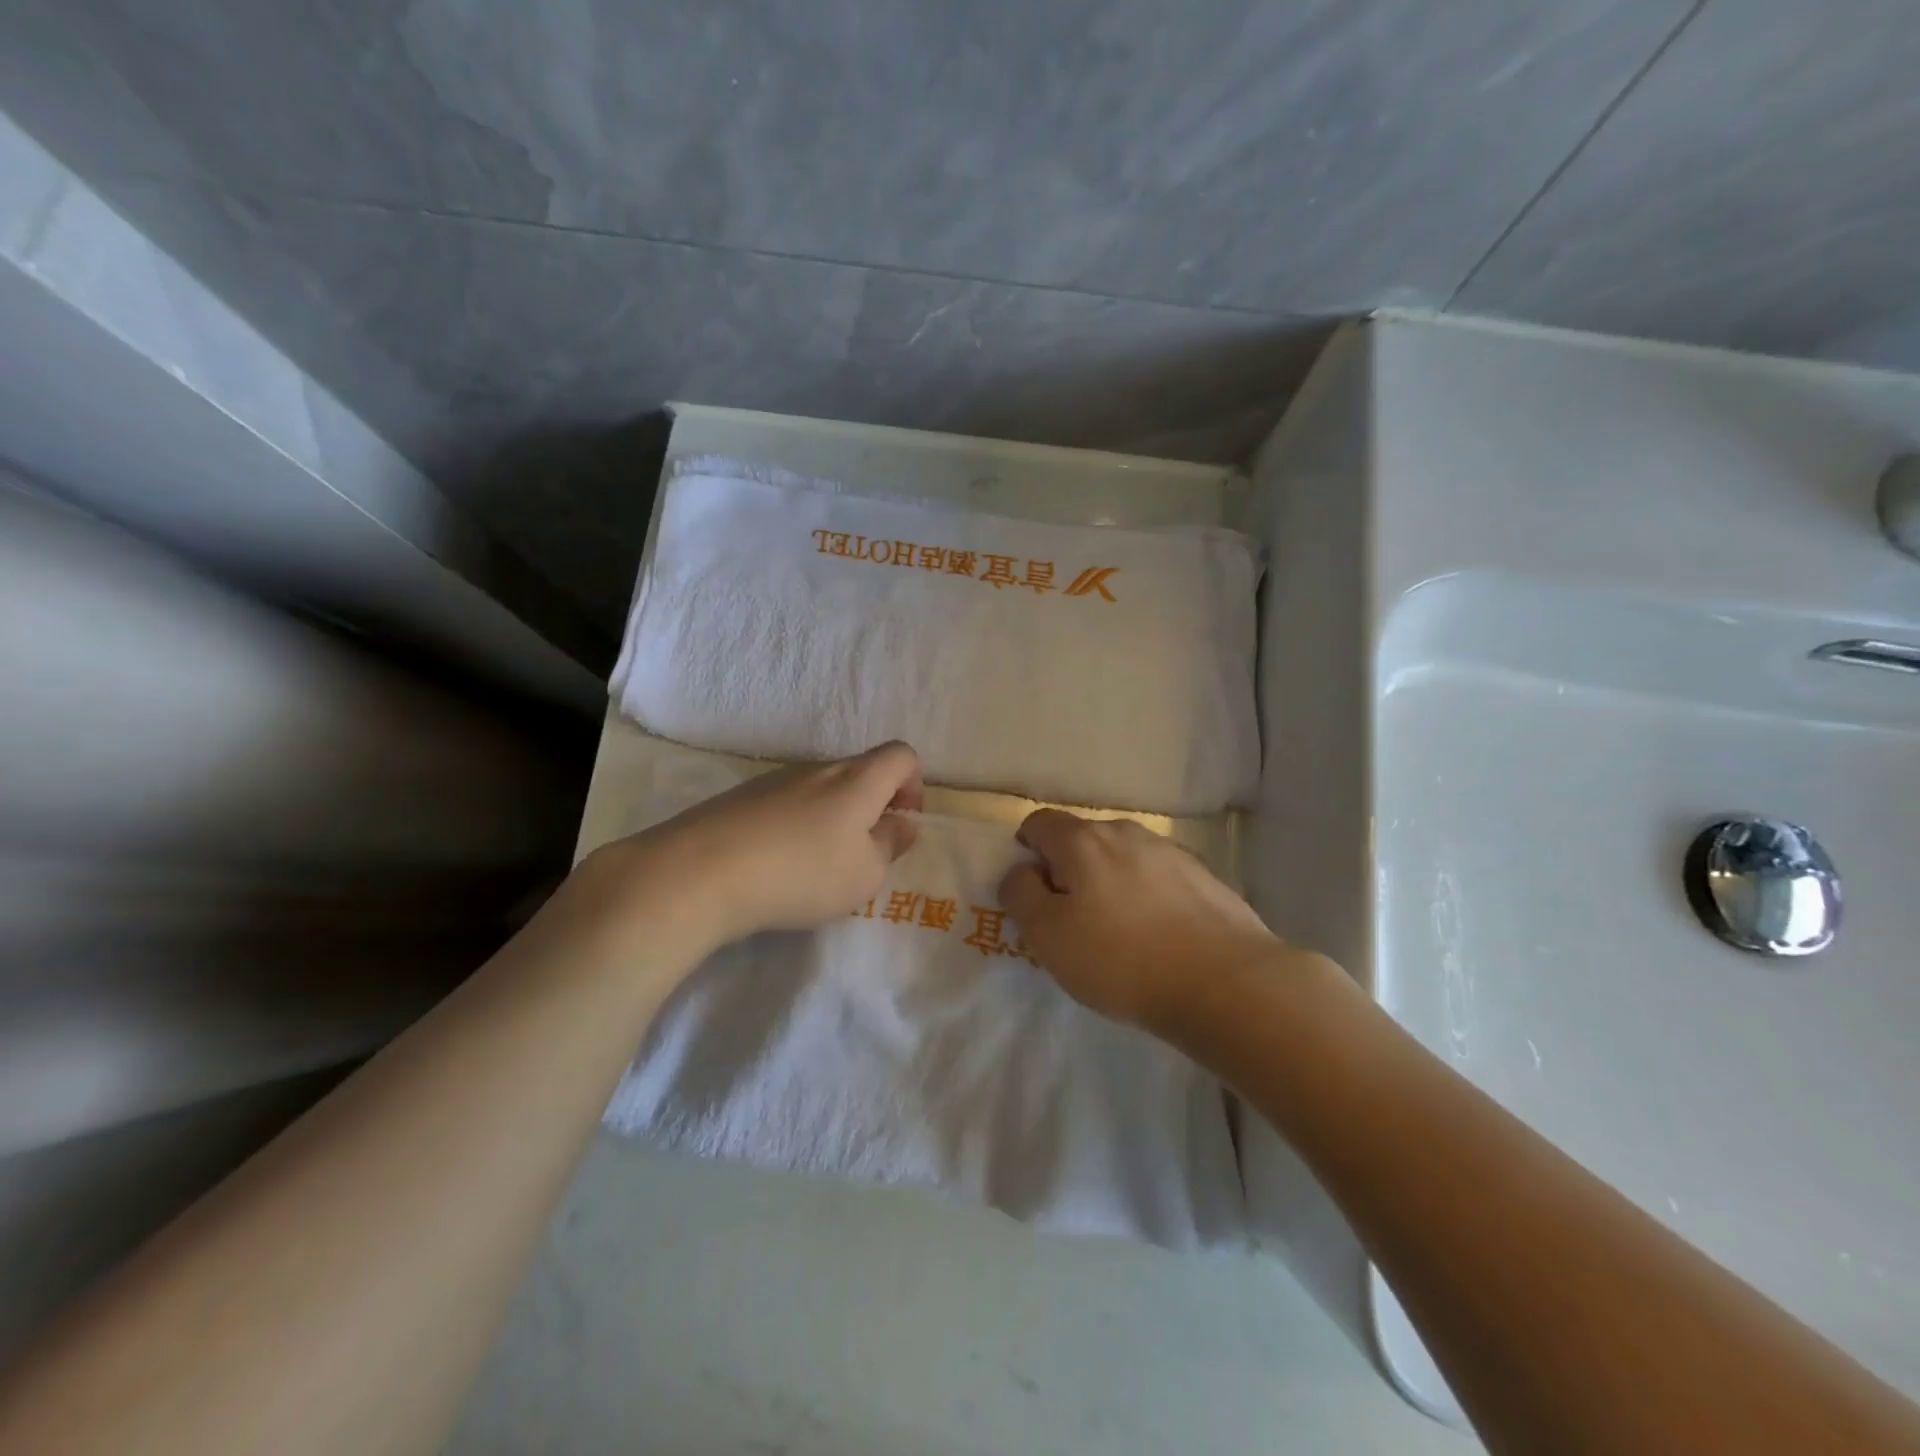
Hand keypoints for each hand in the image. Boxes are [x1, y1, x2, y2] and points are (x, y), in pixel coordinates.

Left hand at [612, 741, 924, 944]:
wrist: (700, 872)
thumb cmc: (801, 873)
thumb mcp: (864, 874)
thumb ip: (890, 845)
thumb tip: (900, 824)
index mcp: (857, 780)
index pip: (901, 755)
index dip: (914, 784)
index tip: (901, 821)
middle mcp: (818, 769)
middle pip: (860, 772)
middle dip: (872, 806)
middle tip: (862, 853)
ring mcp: (775, 779)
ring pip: (821, 789)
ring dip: (832, 818)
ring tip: (816, 866)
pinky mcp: (741, 798)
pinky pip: (786, 804)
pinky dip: (795, 826)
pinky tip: (776, 865)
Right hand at [999, 809, 1282, 1033]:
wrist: (1225, 982)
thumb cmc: (1122, 960)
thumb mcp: (1047, 936)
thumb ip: (1021, 894)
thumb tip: (1021, 871)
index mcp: (1082, 840)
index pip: (1038, 823)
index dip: (1026, 852)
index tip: (1033, 892)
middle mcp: (1126, 832)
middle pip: (1082, 839)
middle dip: (1069, 870)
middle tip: (1072, 919)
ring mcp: (1170, 851)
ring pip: (1122, 858)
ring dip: (1110, 882)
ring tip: (1119, 932)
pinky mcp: (1203, 875)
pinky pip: (1157, 877)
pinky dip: (1146, 895)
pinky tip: (1158, 936)